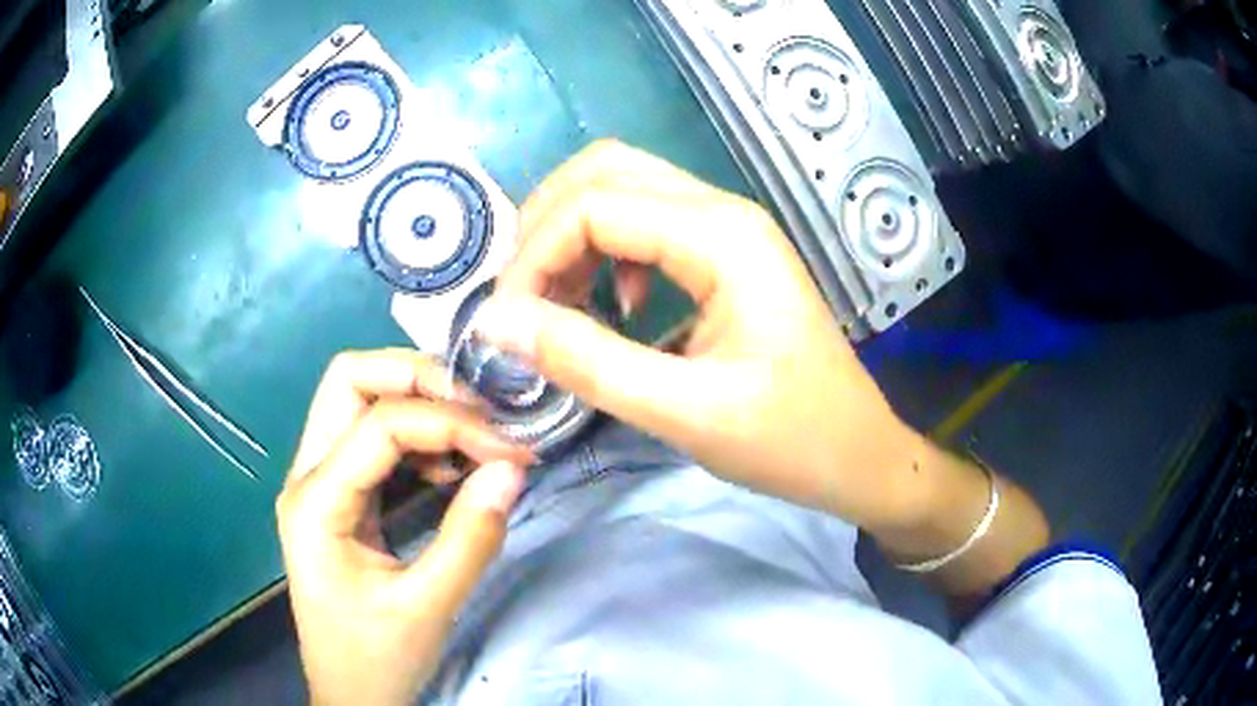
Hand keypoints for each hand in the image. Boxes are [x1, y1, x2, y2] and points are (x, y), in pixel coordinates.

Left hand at [277, 350, 531, 704]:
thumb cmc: (376, 658)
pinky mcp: (338, 494)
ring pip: (357, 398)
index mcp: (316, 502)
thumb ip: (470, 537)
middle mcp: (307, 475)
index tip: (512, 451)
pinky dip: (415, 433)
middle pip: (349, 379)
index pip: (381, 424)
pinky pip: (371, 435)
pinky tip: (450, 465)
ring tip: (474, 434)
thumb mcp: (427, 607)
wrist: (349, 694)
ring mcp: (318, 481)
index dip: (451, 424)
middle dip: (417, 376)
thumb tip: (512, 468)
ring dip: (417, 399)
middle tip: (480, 409)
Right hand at [478, 141, 926, 531]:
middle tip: (520, 299)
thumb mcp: (685, 411)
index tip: (505, 323)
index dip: (533, 257)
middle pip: (605, 172)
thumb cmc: (790, 440)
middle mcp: (723, 212)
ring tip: (555, 305)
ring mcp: (728, 229)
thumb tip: (494, 321)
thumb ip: (586, 360)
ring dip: (572, 237)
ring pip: (622, 191)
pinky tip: (615, 307)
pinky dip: (607, 253)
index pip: (593, 206)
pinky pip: (646, 225)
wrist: (859, 456)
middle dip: (545, 226)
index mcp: (721, 236)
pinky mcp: (726, 256)